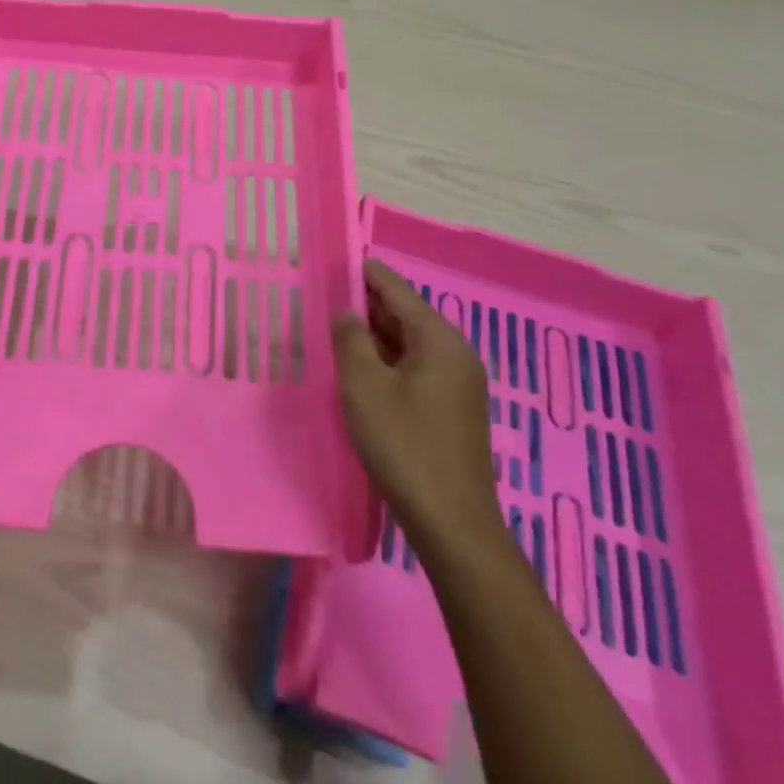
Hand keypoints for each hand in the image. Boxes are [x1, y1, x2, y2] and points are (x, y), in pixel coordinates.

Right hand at [334, 259, 502, 562]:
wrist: (452, 523)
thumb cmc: (404, 445)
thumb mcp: (364, 386)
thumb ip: (351, 340)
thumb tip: (347, 314)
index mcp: (439, 339)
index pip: (397, 290)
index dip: (366, 273)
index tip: (336, 260)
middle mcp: (455, 354)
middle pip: (406, 315)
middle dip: (367, 305)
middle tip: (325, 297)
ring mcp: (457, 384)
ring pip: (409, 345)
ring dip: (375, 337)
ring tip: (335, 331)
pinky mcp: (452, 410)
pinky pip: (415, 369)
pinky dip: (387, 362)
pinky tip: (360, 372)